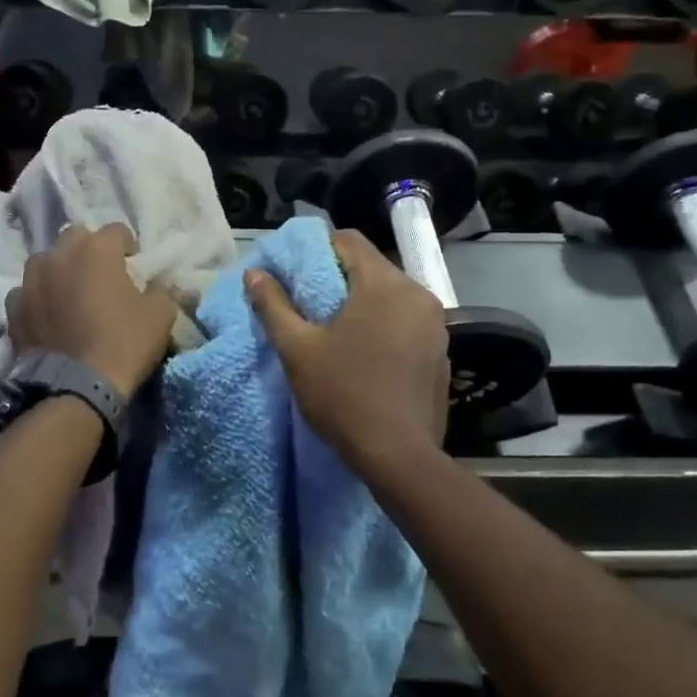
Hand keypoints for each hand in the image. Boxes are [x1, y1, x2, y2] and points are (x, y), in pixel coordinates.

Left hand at [8, 224, 178, 395]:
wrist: (75, 387)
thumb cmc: (124, 343)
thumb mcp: (160, 316)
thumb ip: (163, 290)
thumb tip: (164, 282)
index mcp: (97, 249)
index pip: (117, 231)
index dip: (128, 246)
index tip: (134, 264)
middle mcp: (59, 255)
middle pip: (76, 237)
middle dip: (90, 250)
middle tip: (102, 276)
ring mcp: (30, 281)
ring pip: (46, 261)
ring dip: (60, 270)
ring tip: (70, 293)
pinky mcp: (13, 308)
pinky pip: (26, 292)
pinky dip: (38, 298)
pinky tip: (48, 315)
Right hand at [245, 231, 448, 467]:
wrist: (398, 456)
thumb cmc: (343, 394)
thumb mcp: (297, 349)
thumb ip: (274, 305)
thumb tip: (254, 274)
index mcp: (384, 285)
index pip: (350, 240)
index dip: (319, 249)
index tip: (298, 274)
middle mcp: (418, 294)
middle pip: (373, 268)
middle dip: (341, 279)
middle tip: (312, 306)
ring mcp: (436, 324)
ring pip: (392, 296)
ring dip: (365, 304)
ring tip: (338, 332)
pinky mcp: (442, 352)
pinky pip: (408, 322)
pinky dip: (387, 326)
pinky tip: (369, 356)